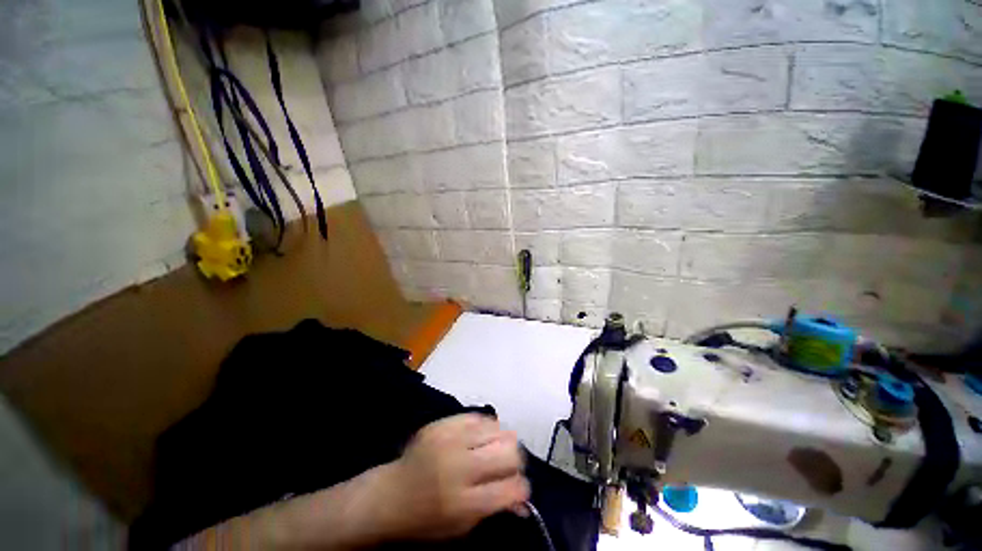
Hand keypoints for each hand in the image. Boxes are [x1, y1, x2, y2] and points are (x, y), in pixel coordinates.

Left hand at [373, 414, 529, 539]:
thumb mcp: (460, 526)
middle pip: (509, 452)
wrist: (389, 494)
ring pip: (497, 428)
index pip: (511, 488)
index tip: (520, 488)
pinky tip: (480, 437)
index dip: (522, 488)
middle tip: (509, 466)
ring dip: (502, 440)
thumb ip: (493, 509)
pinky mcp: (442, 423)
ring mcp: (450, 439)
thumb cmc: (425, 519)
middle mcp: (459, 466)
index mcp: (463, 501)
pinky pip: (477, 416)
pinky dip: (485, 427)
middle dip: (516, 460)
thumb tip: (524, 501)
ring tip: (495, 449)